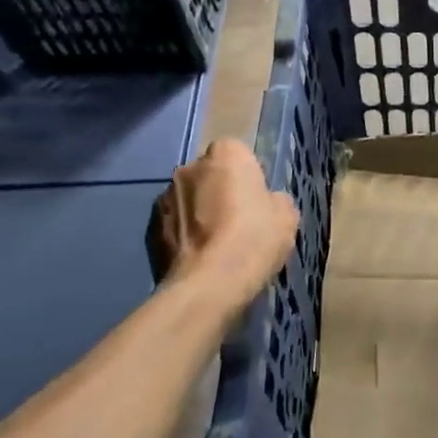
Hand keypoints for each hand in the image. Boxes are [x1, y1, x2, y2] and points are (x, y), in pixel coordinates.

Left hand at [151, 139, 298, 316]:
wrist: (210, 284)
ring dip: (199, 212)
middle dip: (219, 190)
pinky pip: (175, 224)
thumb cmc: (254, 238)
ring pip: (189, 198)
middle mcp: (190, 167)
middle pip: (209, 174)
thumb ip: (274, 199)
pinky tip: (200, 256)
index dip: (248, 175)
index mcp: (226, 154)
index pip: (237, 153)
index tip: (256, 199)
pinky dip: (184, 234)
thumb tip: (266, 202)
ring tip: (216, 243)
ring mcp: (165, 196)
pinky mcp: (151, 227)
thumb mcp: (286, 215)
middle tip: (237, 220)